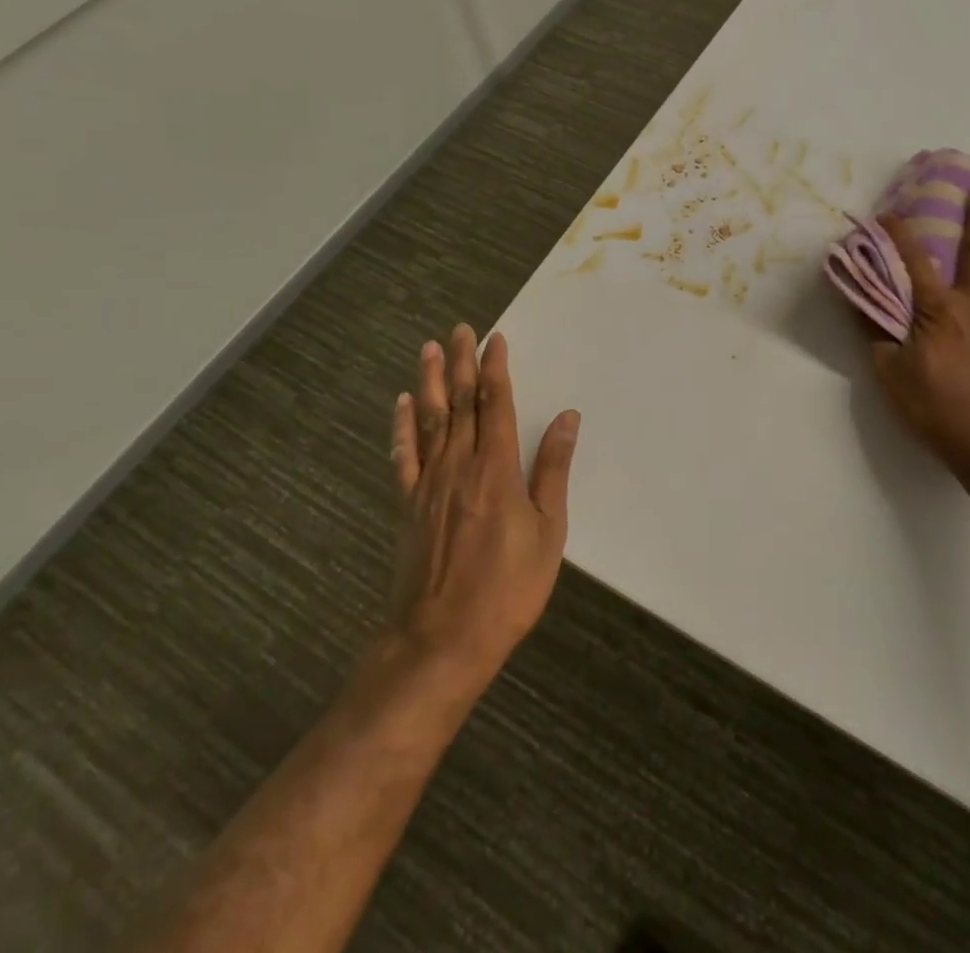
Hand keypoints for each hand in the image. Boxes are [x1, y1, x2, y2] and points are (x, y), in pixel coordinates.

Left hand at [382, 325, 579, 694]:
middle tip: (461, 329)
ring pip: (430, 420)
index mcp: (496, 468)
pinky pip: (404, 456)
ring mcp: (428, 484)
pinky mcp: (408, 506)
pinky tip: (403, 405)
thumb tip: (566, 418)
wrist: (440, 640)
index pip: (495, 404)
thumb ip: (553, 470)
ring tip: (430, 349)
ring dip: (431, 381)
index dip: (496, 368)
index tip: (495, 338)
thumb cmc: (507, 587)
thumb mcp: (548, 531)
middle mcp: (459, 465)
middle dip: (463, 363)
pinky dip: (403, 427)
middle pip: (461, 403)